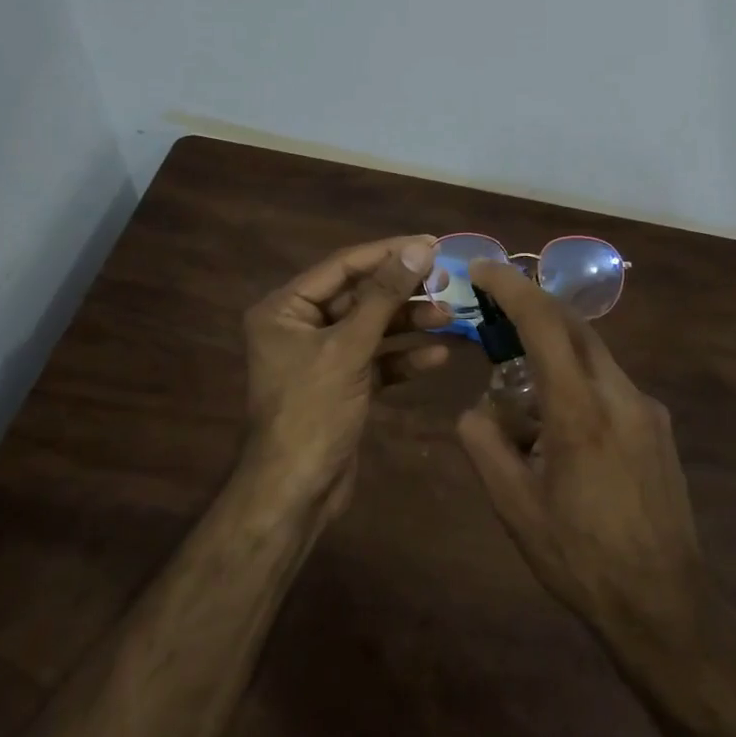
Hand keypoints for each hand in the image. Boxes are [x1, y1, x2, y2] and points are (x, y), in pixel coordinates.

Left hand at [241, 235, 449, 519]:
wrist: (295, 493)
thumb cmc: (312, 411)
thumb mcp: (349, 348)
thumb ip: (385, 296)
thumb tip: (420, 248)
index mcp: (286, 308)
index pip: (343, 266)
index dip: (388, 253)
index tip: (431, 243)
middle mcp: (301, 326)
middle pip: (360, 296)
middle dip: (402, 291)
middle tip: (446, 280)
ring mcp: (322, 357)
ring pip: (372, 328)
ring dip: (408, 323)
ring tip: (449, 315)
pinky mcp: (342, 384)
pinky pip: (376, 360)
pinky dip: (403, 357)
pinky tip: (437, 356)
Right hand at [456, 258, 711, 649]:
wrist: (666, 604)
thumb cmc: (581, 558)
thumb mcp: (515, 508)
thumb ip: (484, 446)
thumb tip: (475, 410)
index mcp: (580, 411)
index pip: (544, 324)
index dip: (511, 287)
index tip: (482, 268)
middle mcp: (620, 394)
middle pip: (573, 326)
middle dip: (531, 308)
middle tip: (494, 315)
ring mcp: (647, 408)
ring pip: (592, 354)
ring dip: (553, 353)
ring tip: (522, 399)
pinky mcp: (659, 425)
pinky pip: (609, 383)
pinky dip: (577, 382)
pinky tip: (561, 431)